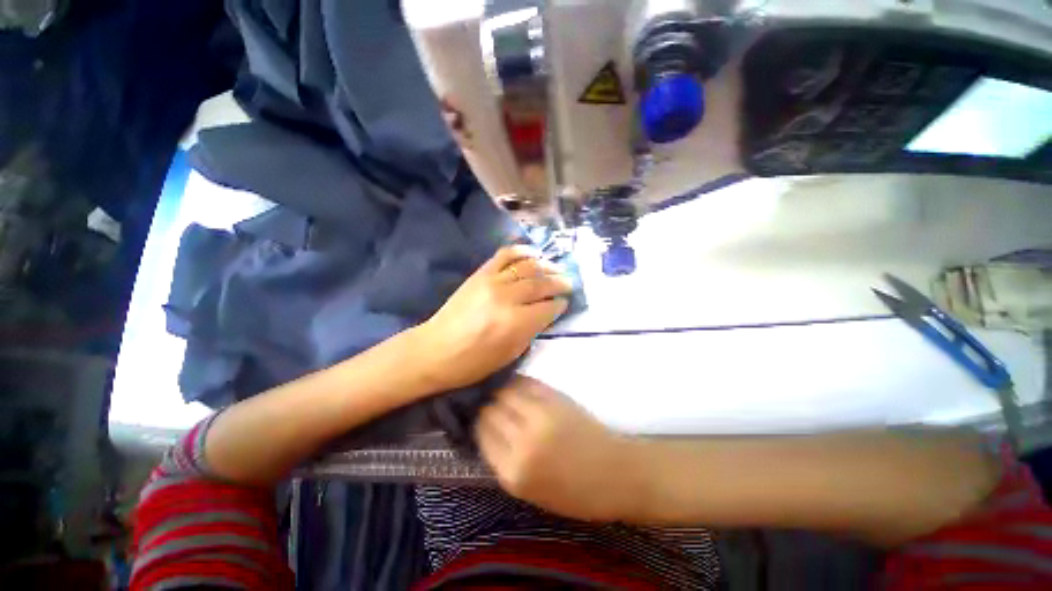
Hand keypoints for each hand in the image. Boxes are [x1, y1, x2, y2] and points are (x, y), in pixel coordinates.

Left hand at [414, 246, 571, 392]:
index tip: (565, 303)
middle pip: (541, 284)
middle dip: (559, 282)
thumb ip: (531, 331)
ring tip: (556, 269)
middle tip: (569, 283)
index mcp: (516, 323)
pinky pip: (505, 255)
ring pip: (527, 267)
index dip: (560, 305)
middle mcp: (507, 298)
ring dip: (546, 266)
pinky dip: (521, 251)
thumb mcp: (510, 355)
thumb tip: (545, 313)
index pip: (548, 307)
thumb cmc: (473, 362)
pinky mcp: (480, 274)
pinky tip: (533, 252)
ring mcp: (492, 282)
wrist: (435, 349)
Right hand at [476, 376, 642, 521]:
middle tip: (487, 403)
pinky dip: (517, 382)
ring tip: (499, 391)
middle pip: (490, 411)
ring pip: (505, 392)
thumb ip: (504, 462)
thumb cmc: (573, 492)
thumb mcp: (530, 492)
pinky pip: (526, 383)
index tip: (478, 418)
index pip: (481, 435)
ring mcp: (540, 415)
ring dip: (499, 391)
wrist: (614, 473)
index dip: (477, 423)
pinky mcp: (556, 398)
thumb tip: (486, 430)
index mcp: (513, 472)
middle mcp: (522, 441)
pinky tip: (515, 384)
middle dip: (485, 406)